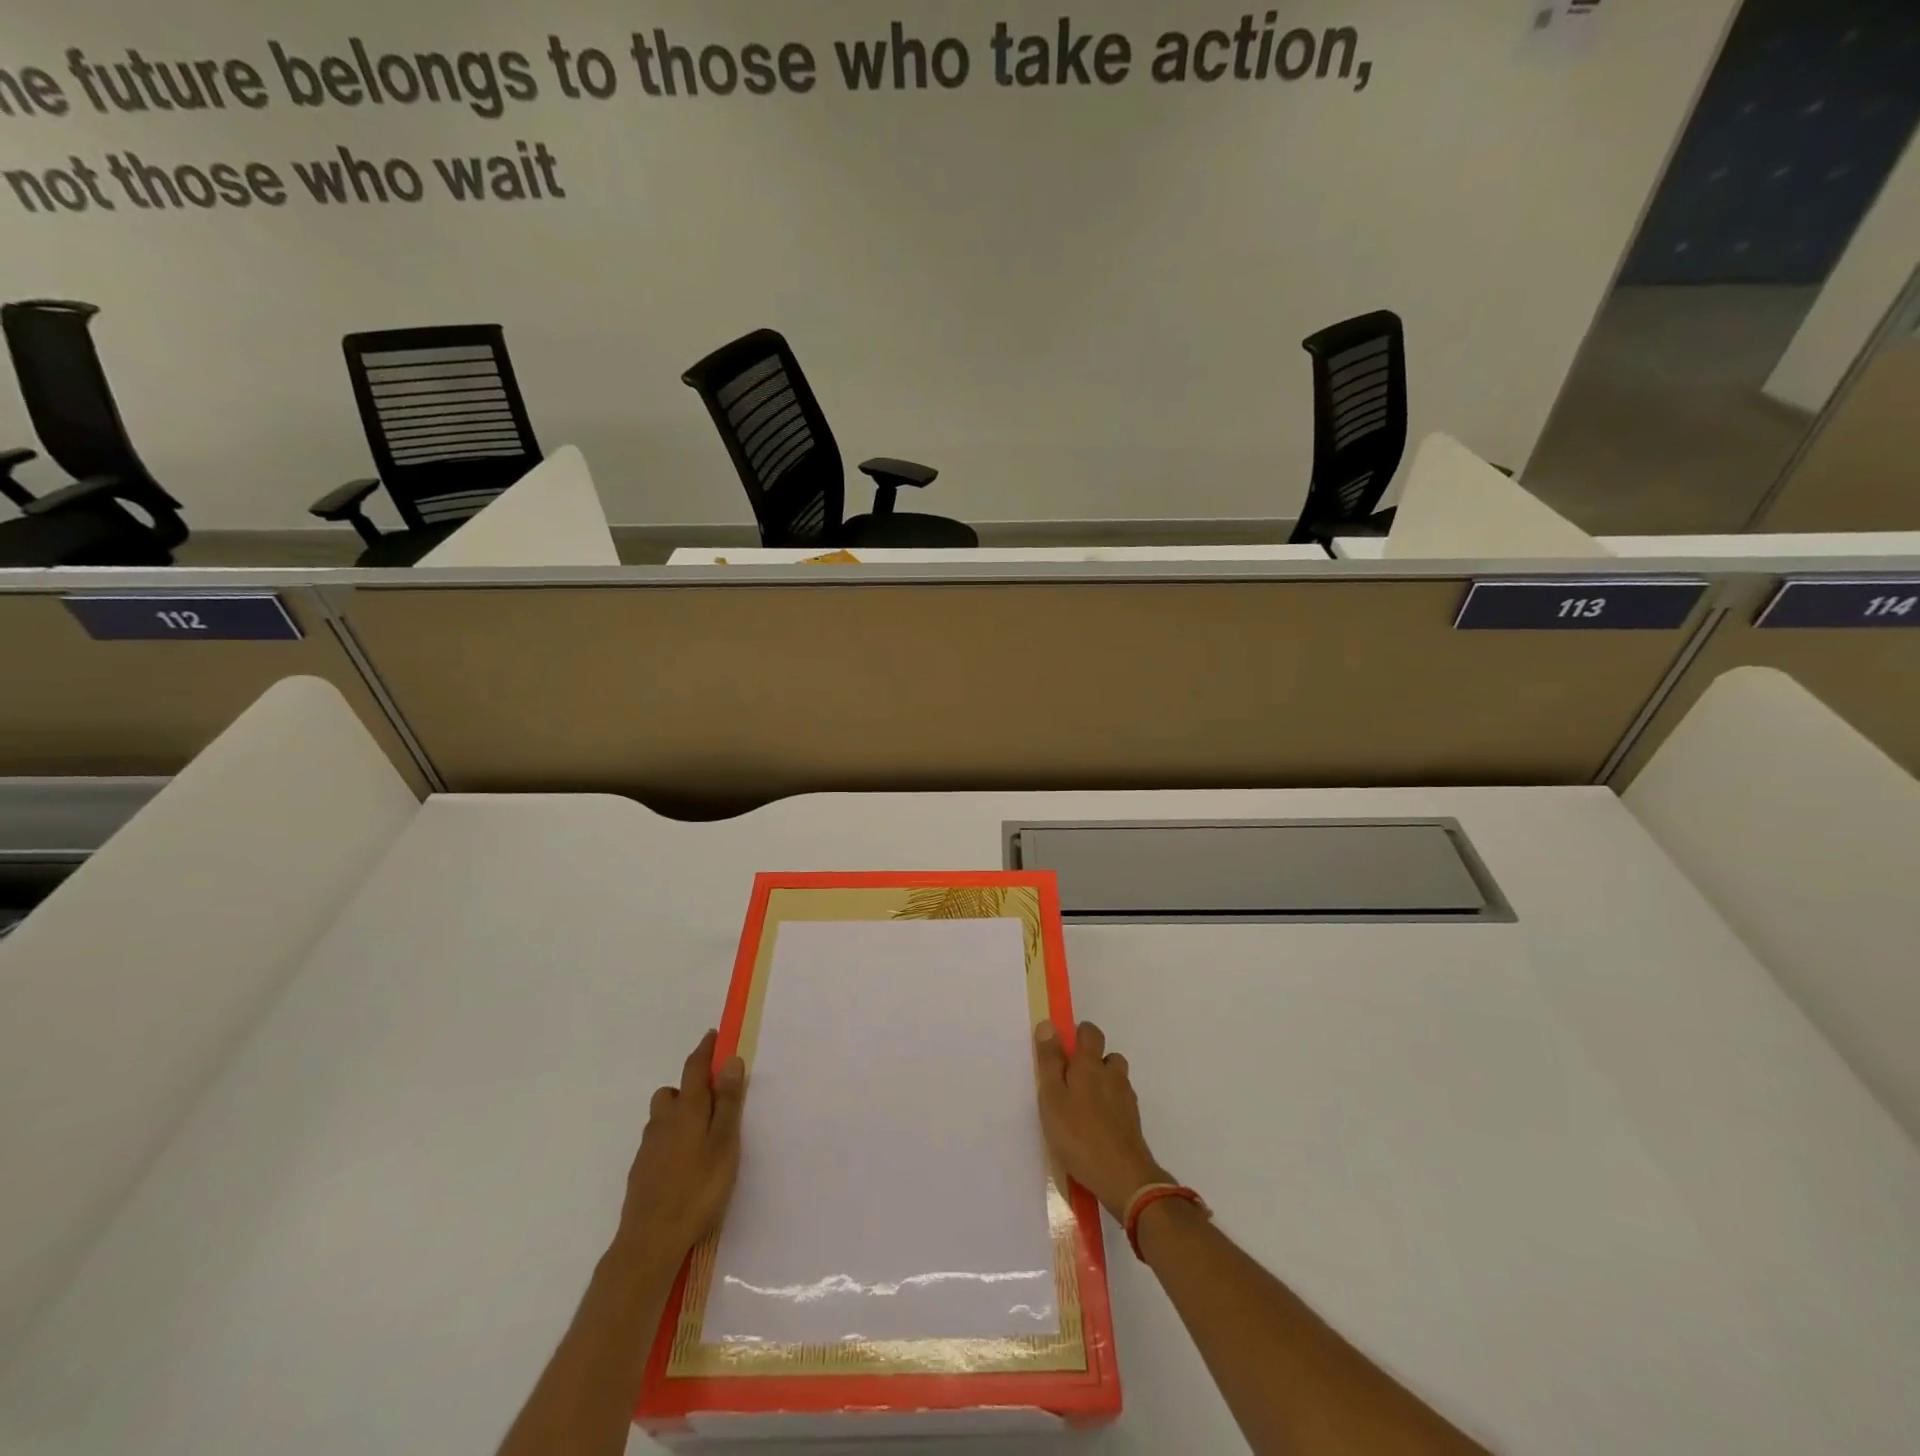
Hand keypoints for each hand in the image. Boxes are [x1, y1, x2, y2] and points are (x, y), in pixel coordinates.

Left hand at [614, 1030, 745, 1268]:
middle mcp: (663, 1121)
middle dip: (690, 1088)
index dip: (705, 1050)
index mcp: (687, 1109)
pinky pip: (657, 1142)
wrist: (650, 1241)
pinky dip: (670, 1141)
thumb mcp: (724, 1142)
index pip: (695, 1068)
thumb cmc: (698, 1188)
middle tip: (713, 1101)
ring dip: (678, 1115)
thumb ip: (728, 1101)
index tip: (714, 1036)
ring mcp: (648, 1148)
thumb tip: (730, 1059)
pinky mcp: (640, 1172)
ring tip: (700, 1136)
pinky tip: (684, 1164)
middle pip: (673, 1092)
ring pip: (662, 1118)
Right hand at [1033, 1020, 1171, 1219]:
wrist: (1123, 1178)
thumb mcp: (1052, 1097)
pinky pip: (1120, 1104)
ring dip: (1103, 1085)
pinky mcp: (1133, 1123)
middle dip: (1092, 1062)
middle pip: (1107, 1056)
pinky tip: (1096, 1127)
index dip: (1079, 1035)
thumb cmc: (1079, 1135)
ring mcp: (1126, 1099)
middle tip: (1070, 1083)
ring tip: (1083, 1107)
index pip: (1090, 1032)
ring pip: (1116, 1080)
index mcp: (1090, 1065)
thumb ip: (1050, 1061)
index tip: (1064, 1051)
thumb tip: (1049, 1024)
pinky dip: (1110, 1108)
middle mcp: (1112, 1075)